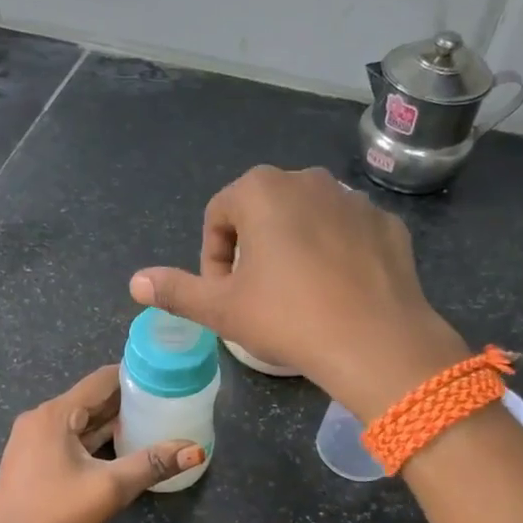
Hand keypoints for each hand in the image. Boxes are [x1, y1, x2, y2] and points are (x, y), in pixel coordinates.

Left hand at [0, 366, 203, 522]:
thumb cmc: (52, 516)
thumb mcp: (108, 489)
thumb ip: (152, 464)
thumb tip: (196, 450)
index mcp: (55, 414)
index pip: (101, 380)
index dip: (135, 375)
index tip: (167, 376)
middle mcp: (41, 419)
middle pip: (91, 399)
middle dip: (128, 400)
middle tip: (168, 400)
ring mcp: (34, 441)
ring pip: (81, 422)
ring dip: (113, 422)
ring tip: (153, 420)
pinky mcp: (33, 462)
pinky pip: (71, 440)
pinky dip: (96, 440)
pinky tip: (122, 447)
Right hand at [130, 165, 467, 418]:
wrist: (375, 342)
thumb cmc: (287, 318)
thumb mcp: (222, 309)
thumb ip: (176, 290)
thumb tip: (136, 282)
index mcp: (261, 190)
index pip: (219, 215)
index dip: (213, 258)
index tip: (223, 294)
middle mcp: (308, 180)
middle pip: (263, 211)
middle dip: (252, 249)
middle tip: (256, 295)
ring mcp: (353, 199)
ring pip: (307, 219)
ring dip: (294, 248)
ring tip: (298, 295)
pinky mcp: (387, 224)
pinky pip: (347, 233)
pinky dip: (335, 254)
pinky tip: (337, 292)